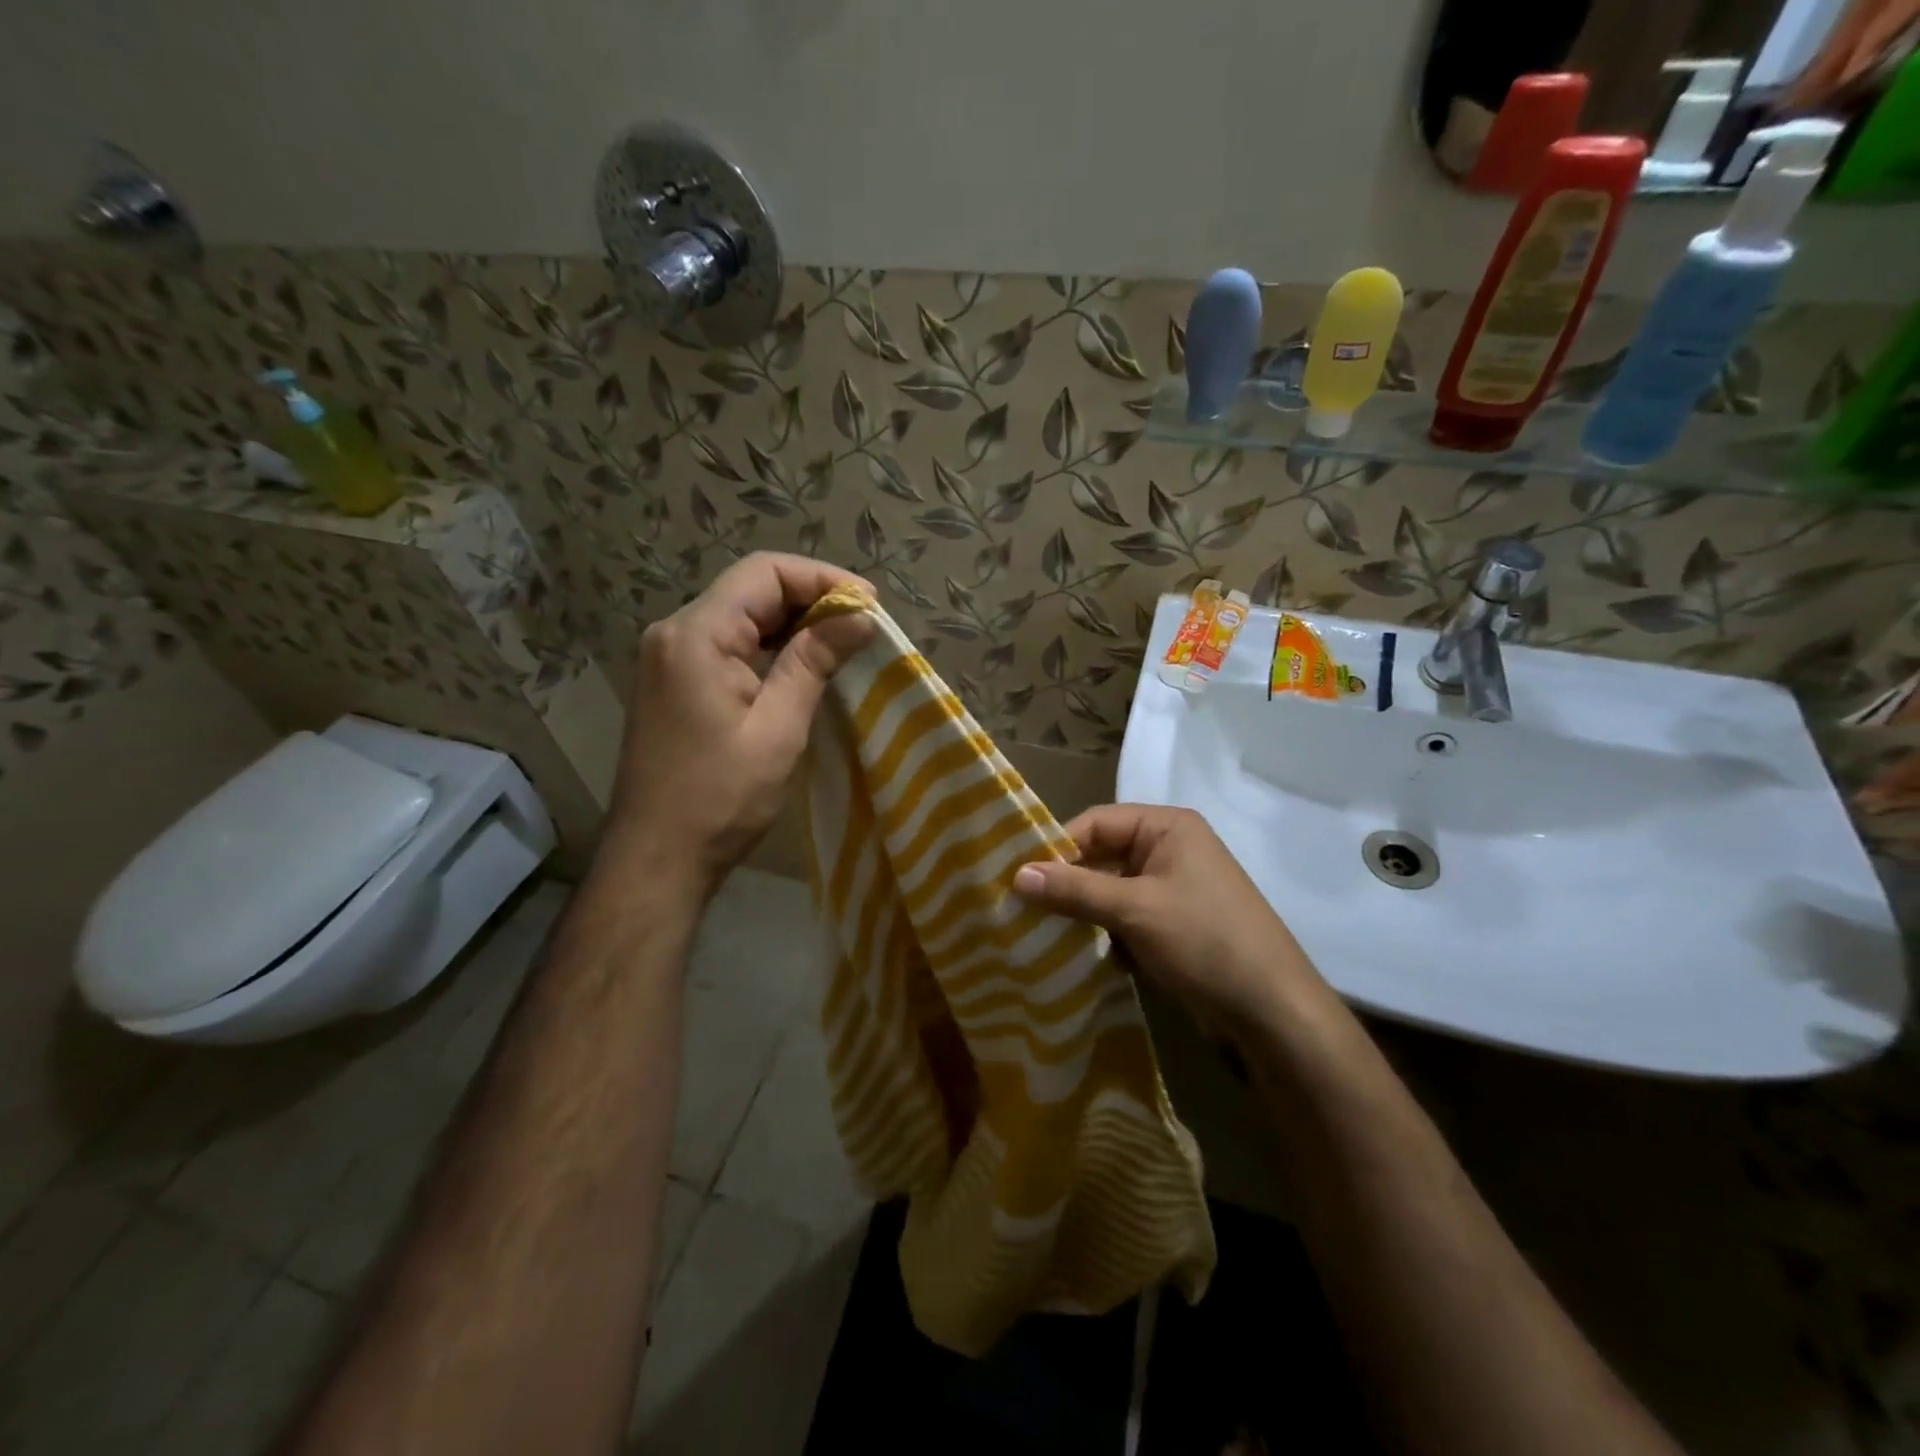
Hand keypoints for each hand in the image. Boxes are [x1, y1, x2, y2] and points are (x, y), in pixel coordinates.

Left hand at [607, 552, 872, 887]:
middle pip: (750, 589)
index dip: (822, 578)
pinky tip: (802, 664)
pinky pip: (728, 644)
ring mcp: (669, 658)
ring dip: (792, 622)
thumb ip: (814, 662)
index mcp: (696, 635)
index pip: (764, 573)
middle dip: (811, 598)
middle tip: (863, 625)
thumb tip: (859, 617)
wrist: (657, 856)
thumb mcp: (778, 728)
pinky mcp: (674, 682)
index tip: (869, 604)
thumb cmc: (721, 797)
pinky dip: (769, 646)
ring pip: (740, 616)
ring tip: (843, 641)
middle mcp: (675, 633)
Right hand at [1012, 805, 1332, 1036]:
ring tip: (1036, 929)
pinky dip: (1099, 929)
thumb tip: (1016, 875)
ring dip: (1079, 909)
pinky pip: (1123, 915)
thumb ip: (1074, 890)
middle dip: (1065, 881)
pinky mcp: (1171, 924)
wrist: (1272, 1011)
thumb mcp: (1135, 910)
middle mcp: (1169, 849)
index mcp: (1167, 827)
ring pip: (1109, 889)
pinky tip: (1070, 949)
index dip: (1057, 846)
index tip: (1018, 876)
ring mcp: (1172, 888)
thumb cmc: (1205, 941)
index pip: (1096, 822)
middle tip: (1020, 906)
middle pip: (1101, 855)